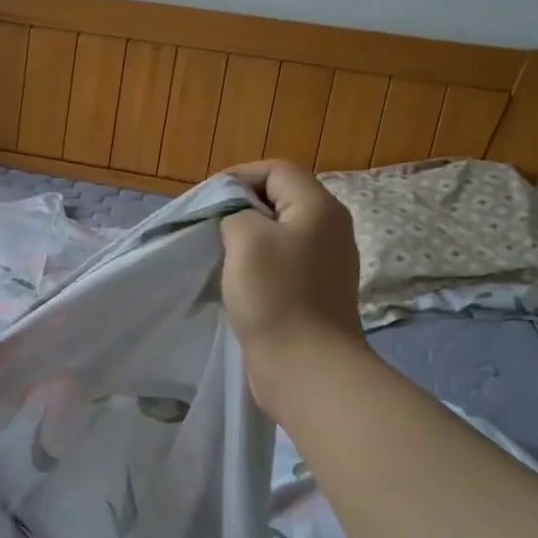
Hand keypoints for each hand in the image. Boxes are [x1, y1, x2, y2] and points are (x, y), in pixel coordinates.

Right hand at [220, 161, 365, 413]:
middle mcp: (329, 230)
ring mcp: (325, 264)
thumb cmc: (276, 296)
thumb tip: (237, 219)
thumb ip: (235, 213)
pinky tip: (236, 282)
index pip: (277, 170)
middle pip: (280, 200)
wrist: (306, 367)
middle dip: (240, 207)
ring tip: (217, 253)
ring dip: (247, 239)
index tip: (207, 199)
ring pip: (279, 234)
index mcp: (319, 207)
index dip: (239, 176)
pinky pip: (282, 265)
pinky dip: (257, 266)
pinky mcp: (315, 293)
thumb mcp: (245, 239)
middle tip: (208, 225)